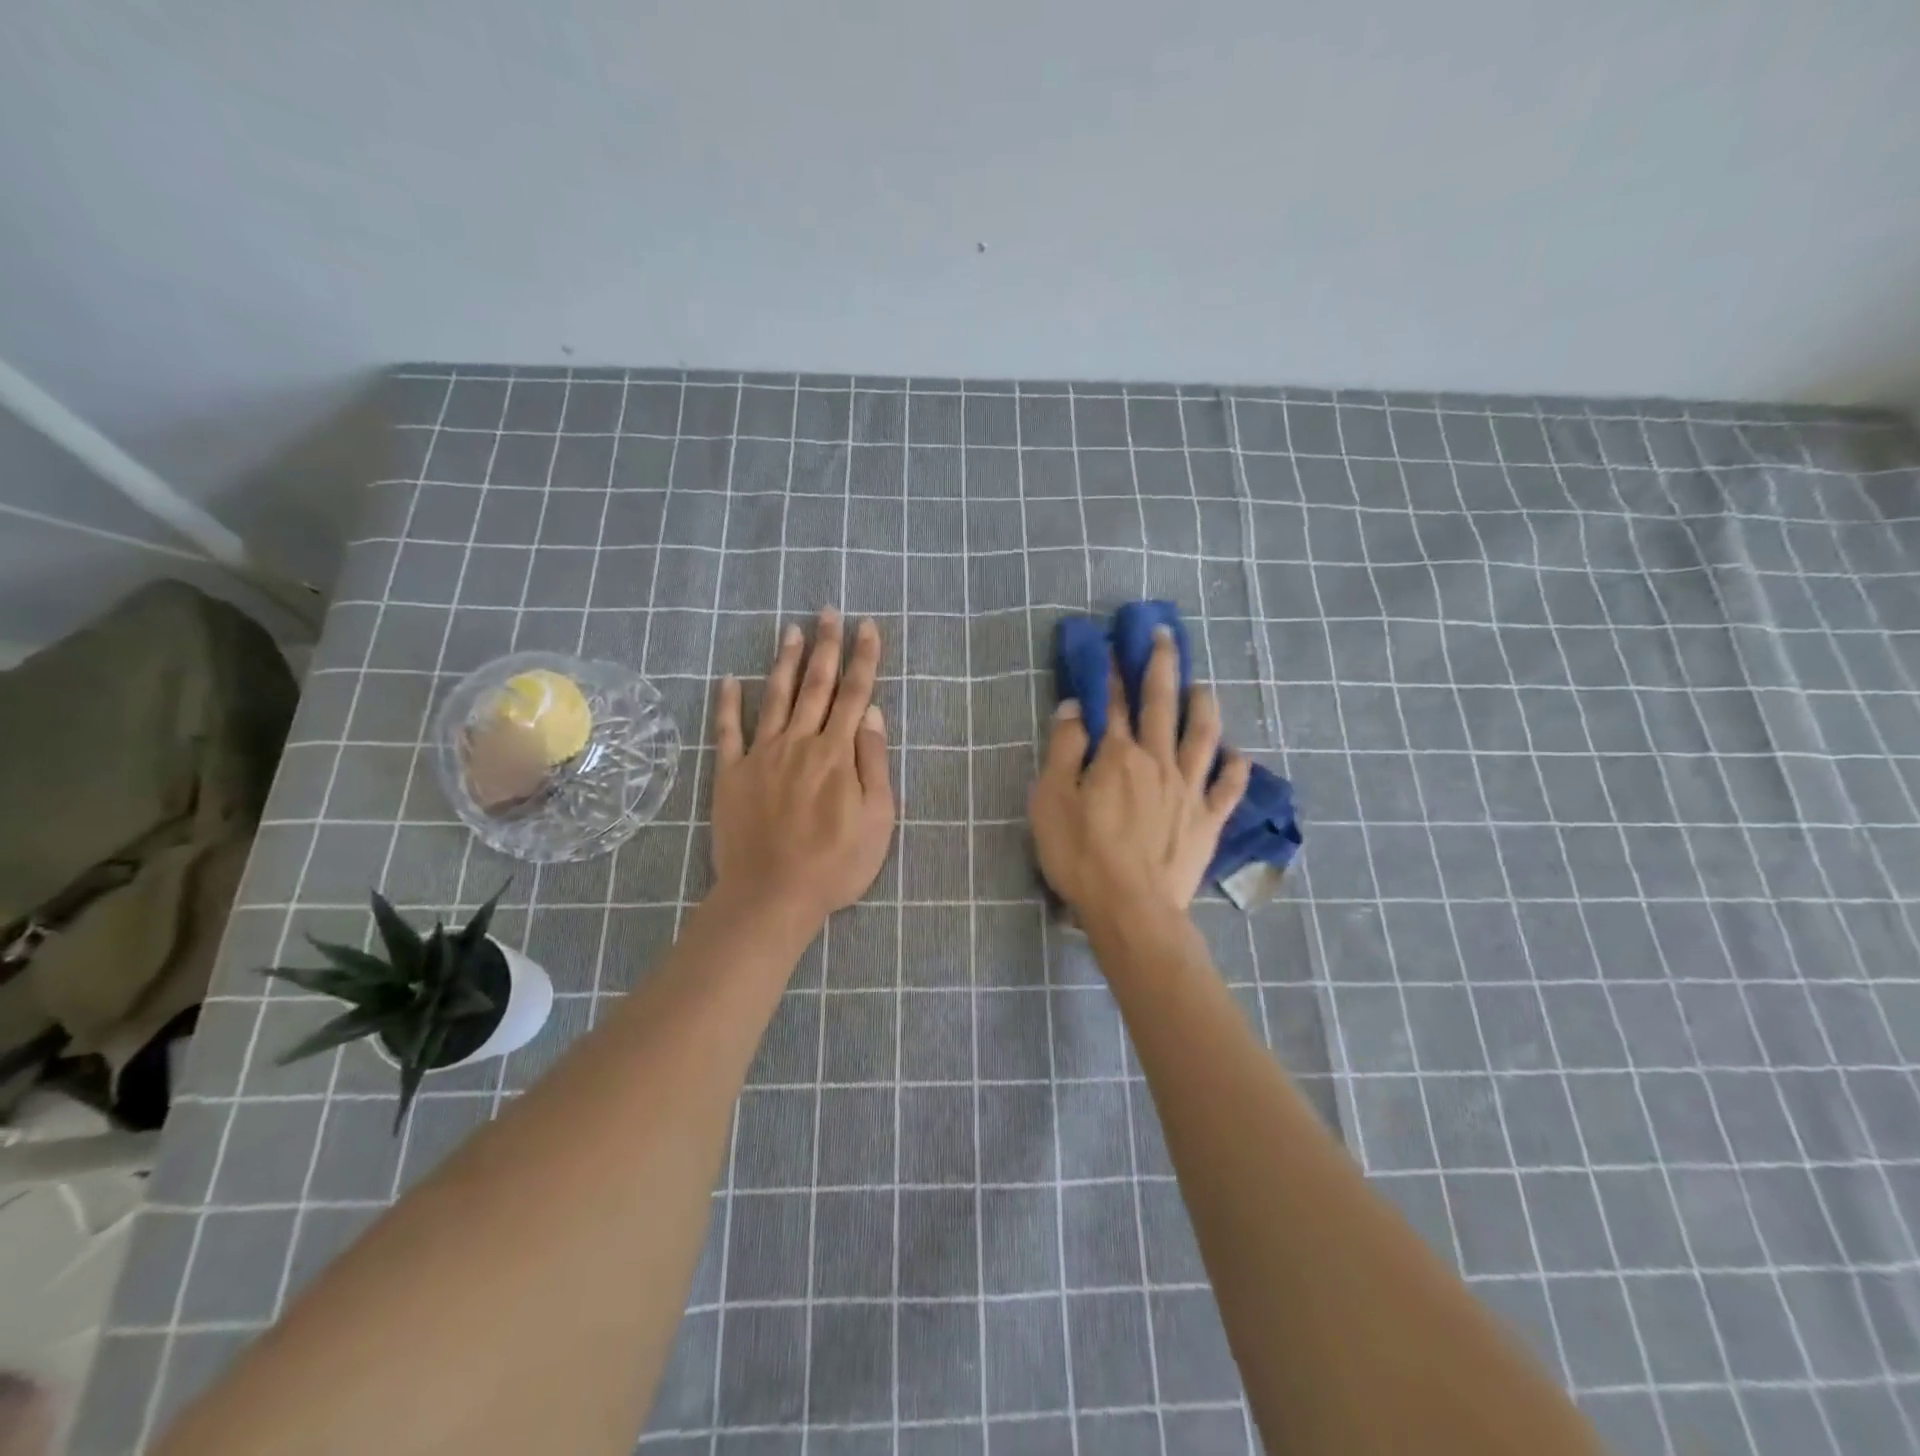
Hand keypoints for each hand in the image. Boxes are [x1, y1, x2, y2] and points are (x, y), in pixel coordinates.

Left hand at [711, 609, 895, 927]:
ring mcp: (761, 755)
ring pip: (776, 697)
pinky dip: (729, 703)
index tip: (867, 626)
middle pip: (815, 685)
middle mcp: (799, 742)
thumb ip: (874, 762)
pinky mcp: (731, 774)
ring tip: (791, 629)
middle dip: (825, 646)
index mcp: (837, 753)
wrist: (772, 895)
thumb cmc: (836, 863)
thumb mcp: (877, 819)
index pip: (854, 693)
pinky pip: (728, 731)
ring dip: (785, 661)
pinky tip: (730, 679)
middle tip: (828, 611)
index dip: (863, 658)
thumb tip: (870, 712)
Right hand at [1029, 626, 1250, 925]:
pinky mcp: (1208, 821)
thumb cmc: (1081, 855)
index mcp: (1118, 756)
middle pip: (1162, 705)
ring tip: (1203, 686)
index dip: (1112, 673)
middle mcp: (1158, 761)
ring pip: (1203, 737)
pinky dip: (1236, 768)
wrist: (1132, 908)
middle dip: (1162, 666)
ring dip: (1204, 706)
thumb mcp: (1052, 800)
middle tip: (1166, 635)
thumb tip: (1074, 708)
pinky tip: (1239, 755)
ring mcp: (1189, 790)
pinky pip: (1228, 788)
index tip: (1114, 645)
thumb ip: (1064, 750)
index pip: (1114, 705)